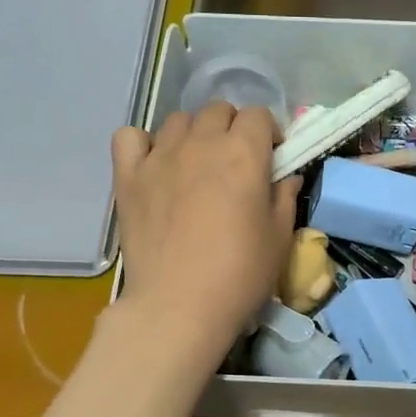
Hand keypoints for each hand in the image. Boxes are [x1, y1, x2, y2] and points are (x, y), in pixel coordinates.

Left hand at [112, 103, 300, 363]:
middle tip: (236, 164)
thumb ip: (285, 197)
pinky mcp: (128, 177)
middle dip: (233, 128)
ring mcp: (159, 157)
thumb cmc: (240, 274)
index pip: (259, 115)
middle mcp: (201, 143)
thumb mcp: (279, 238)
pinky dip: (143, 144)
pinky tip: (155, 166)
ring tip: (197, 166)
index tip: (271, 158)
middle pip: (218, 110)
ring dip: (194, 134)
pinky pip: (130, 137)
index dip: (268, 133)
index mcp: (243, 153)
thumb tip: (286, 177)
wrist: (179, 305)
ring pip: (178, 121)